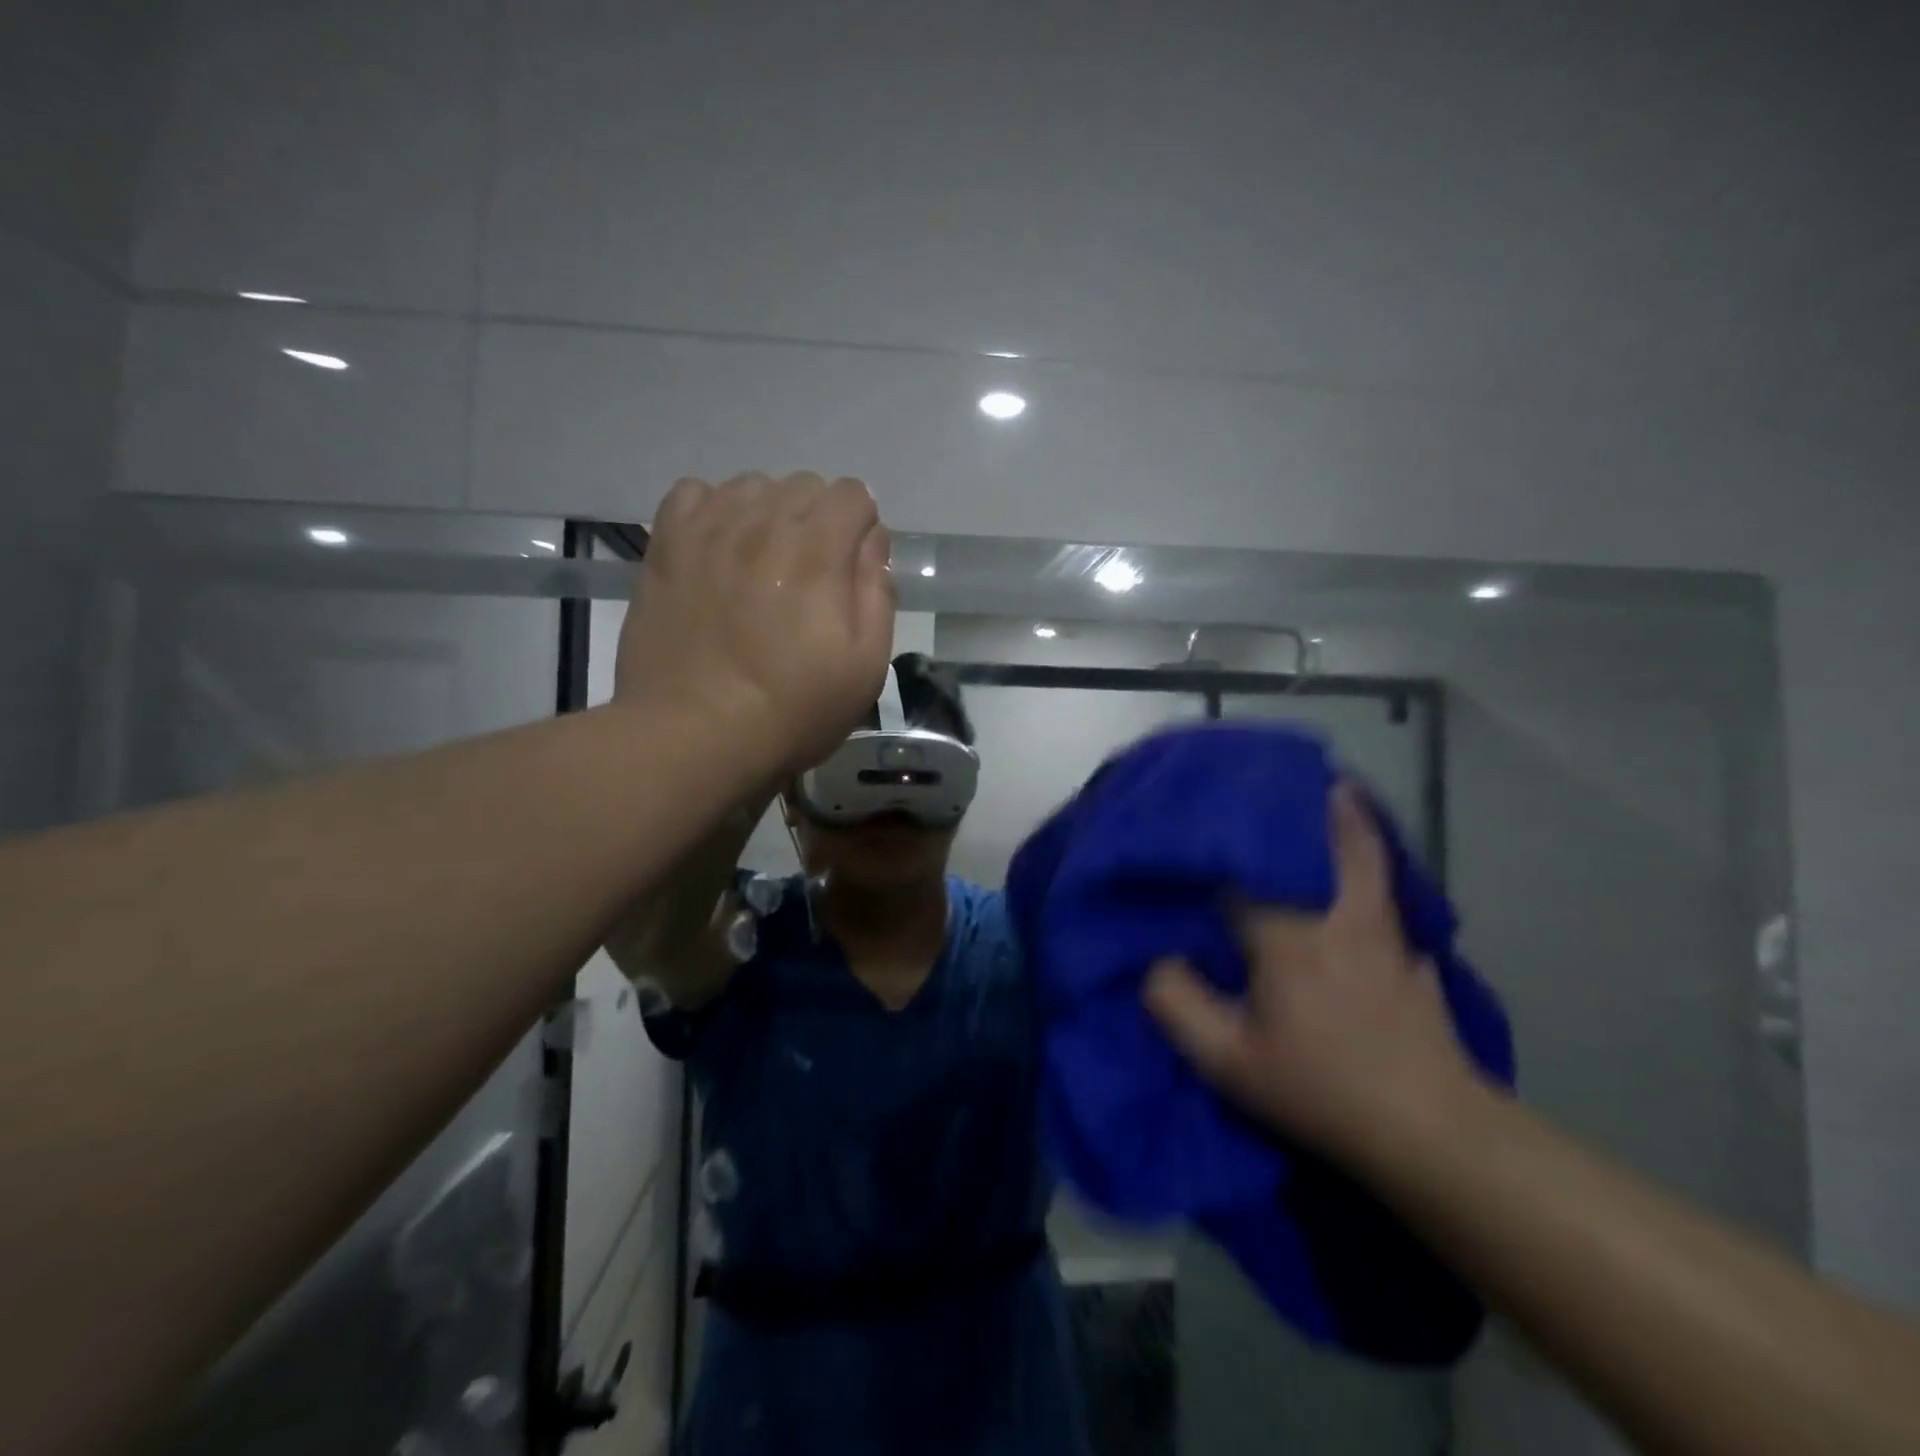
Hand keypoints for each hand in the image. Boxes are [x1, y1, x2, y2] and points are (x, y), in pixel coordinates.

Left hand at [615, 472, 894, 783]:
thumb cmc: (791, 710)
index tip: (850, 571)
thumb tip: (872, 541)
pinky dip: (714, 510)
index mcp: (818, 550)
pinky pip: (694, 493)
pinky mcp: (666, 546)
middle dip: (818, 520)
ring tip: (762, 565)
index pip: (851, 493)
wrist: (693, 734)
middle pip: (803, 485)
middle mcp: (763, 523)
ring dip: (768, 514)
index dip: (860, 528)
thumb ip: (877, 593)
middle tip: (809, 578)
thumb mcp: (865, 666)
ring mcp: (708, 530)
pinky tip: (718, 549)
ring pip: (751, 486)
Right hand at [1143, 783, 1480, 1165]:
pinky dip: (1371, 868)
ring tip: (1332, 796)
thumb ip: (1178, 1004)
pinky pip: (1385, 893)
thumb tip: (1158, 961)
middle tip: (1293, 776)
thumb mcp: (1229, 1062)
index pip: (1243, 870)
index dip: (1218, 844)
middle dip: (1314, 802)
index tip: (1200, 816)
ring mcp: (1385, 933)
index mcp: (1287, 932)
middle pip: (1332, 838)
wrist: (1432, 1133)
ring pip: (1369, 858)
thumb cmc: (1321, 1088)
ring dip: (1350, 823)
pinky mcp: (1412, 956)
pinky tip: (1360, 876)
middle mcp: (1339, 915)